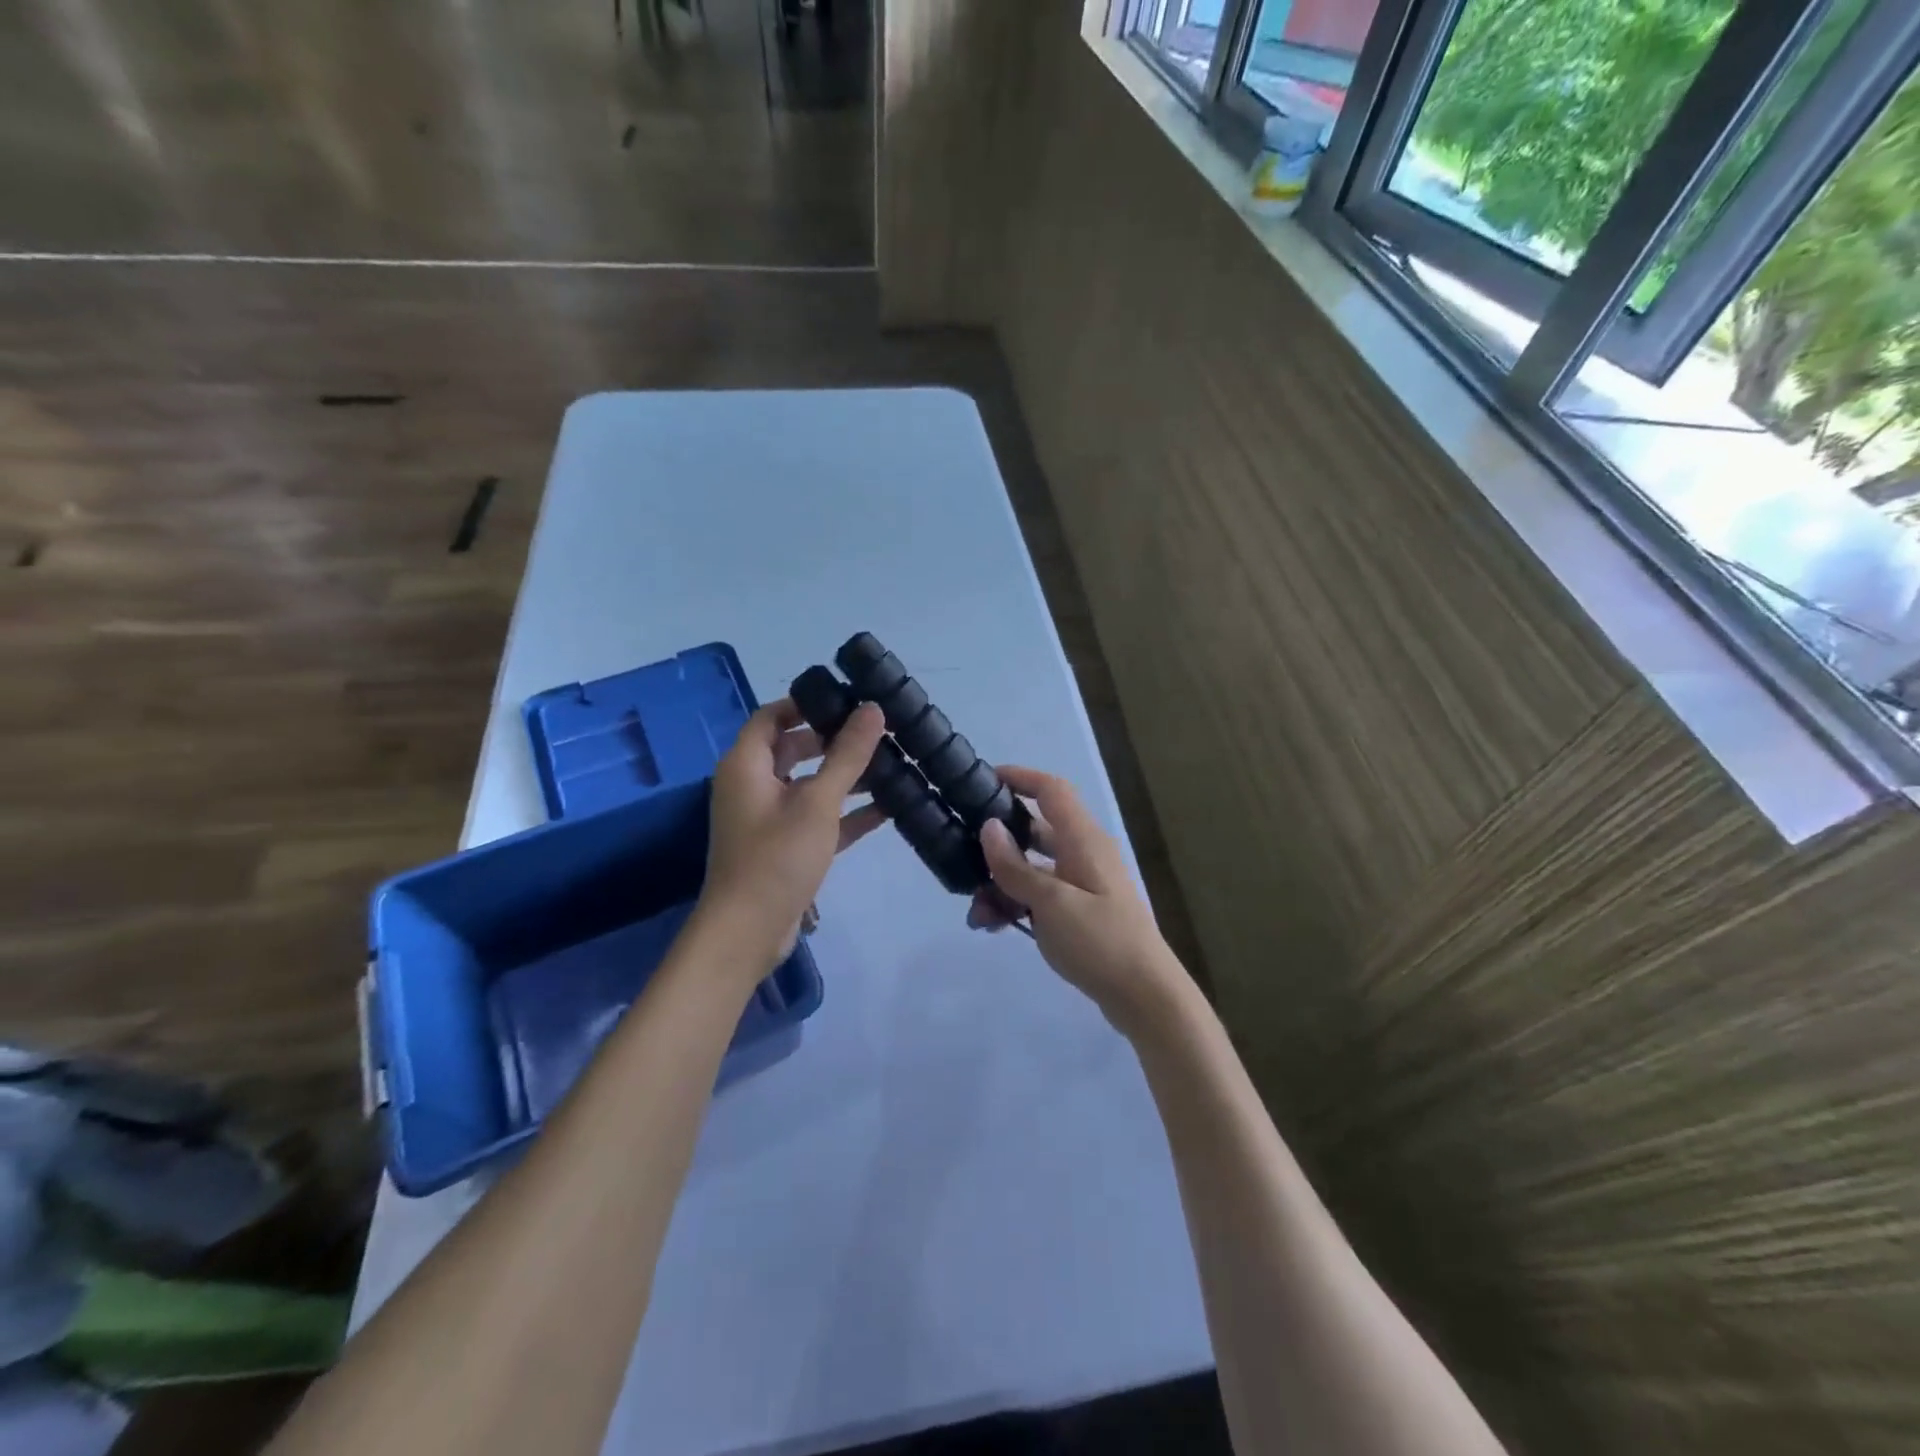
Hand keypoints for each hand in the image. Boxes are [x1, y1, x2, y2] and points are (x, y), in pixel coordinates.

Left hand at [696, 698, 887, 978]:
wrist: (748, 932)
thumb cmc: (776, 857)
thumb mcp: (817, 802)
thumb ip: (846, 755)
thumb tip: (872, 710)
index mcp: (746, 765)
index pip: (772, 716)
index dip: (805, 703)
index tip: (847, 699)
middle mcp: (752, 785)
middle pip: (793, 748)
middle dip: (834, 740)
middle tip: (877, 732)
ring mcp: (768, 818)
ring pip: (809, 784)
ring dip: (845, 777)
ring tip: (891, 764)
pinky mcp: (784, 847)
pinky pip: (817, 817)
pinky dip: (845, 811)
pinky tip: (887, 808)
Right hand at [968, 766, 1190, 1037]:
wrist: (1145, 996)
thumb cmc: (1101, 941)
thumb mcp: (1051, 903)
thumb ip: (1016, 866)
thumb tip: (988, 827)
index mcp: (1083, 840)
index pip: (1051, 790)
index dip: (1020, 777)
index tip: (983, 780)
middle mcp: (1084, 853)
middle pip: (1035, 831)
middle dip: (998, 846)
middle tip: (963, 858)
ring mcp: (1083, 883)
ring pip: (1033, 868)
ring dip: (1002, 883)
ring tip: (977, 913)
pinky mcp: (1080, 910)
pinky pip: (1041, 895)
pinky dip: (1017, 903)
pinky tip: (995, 926)